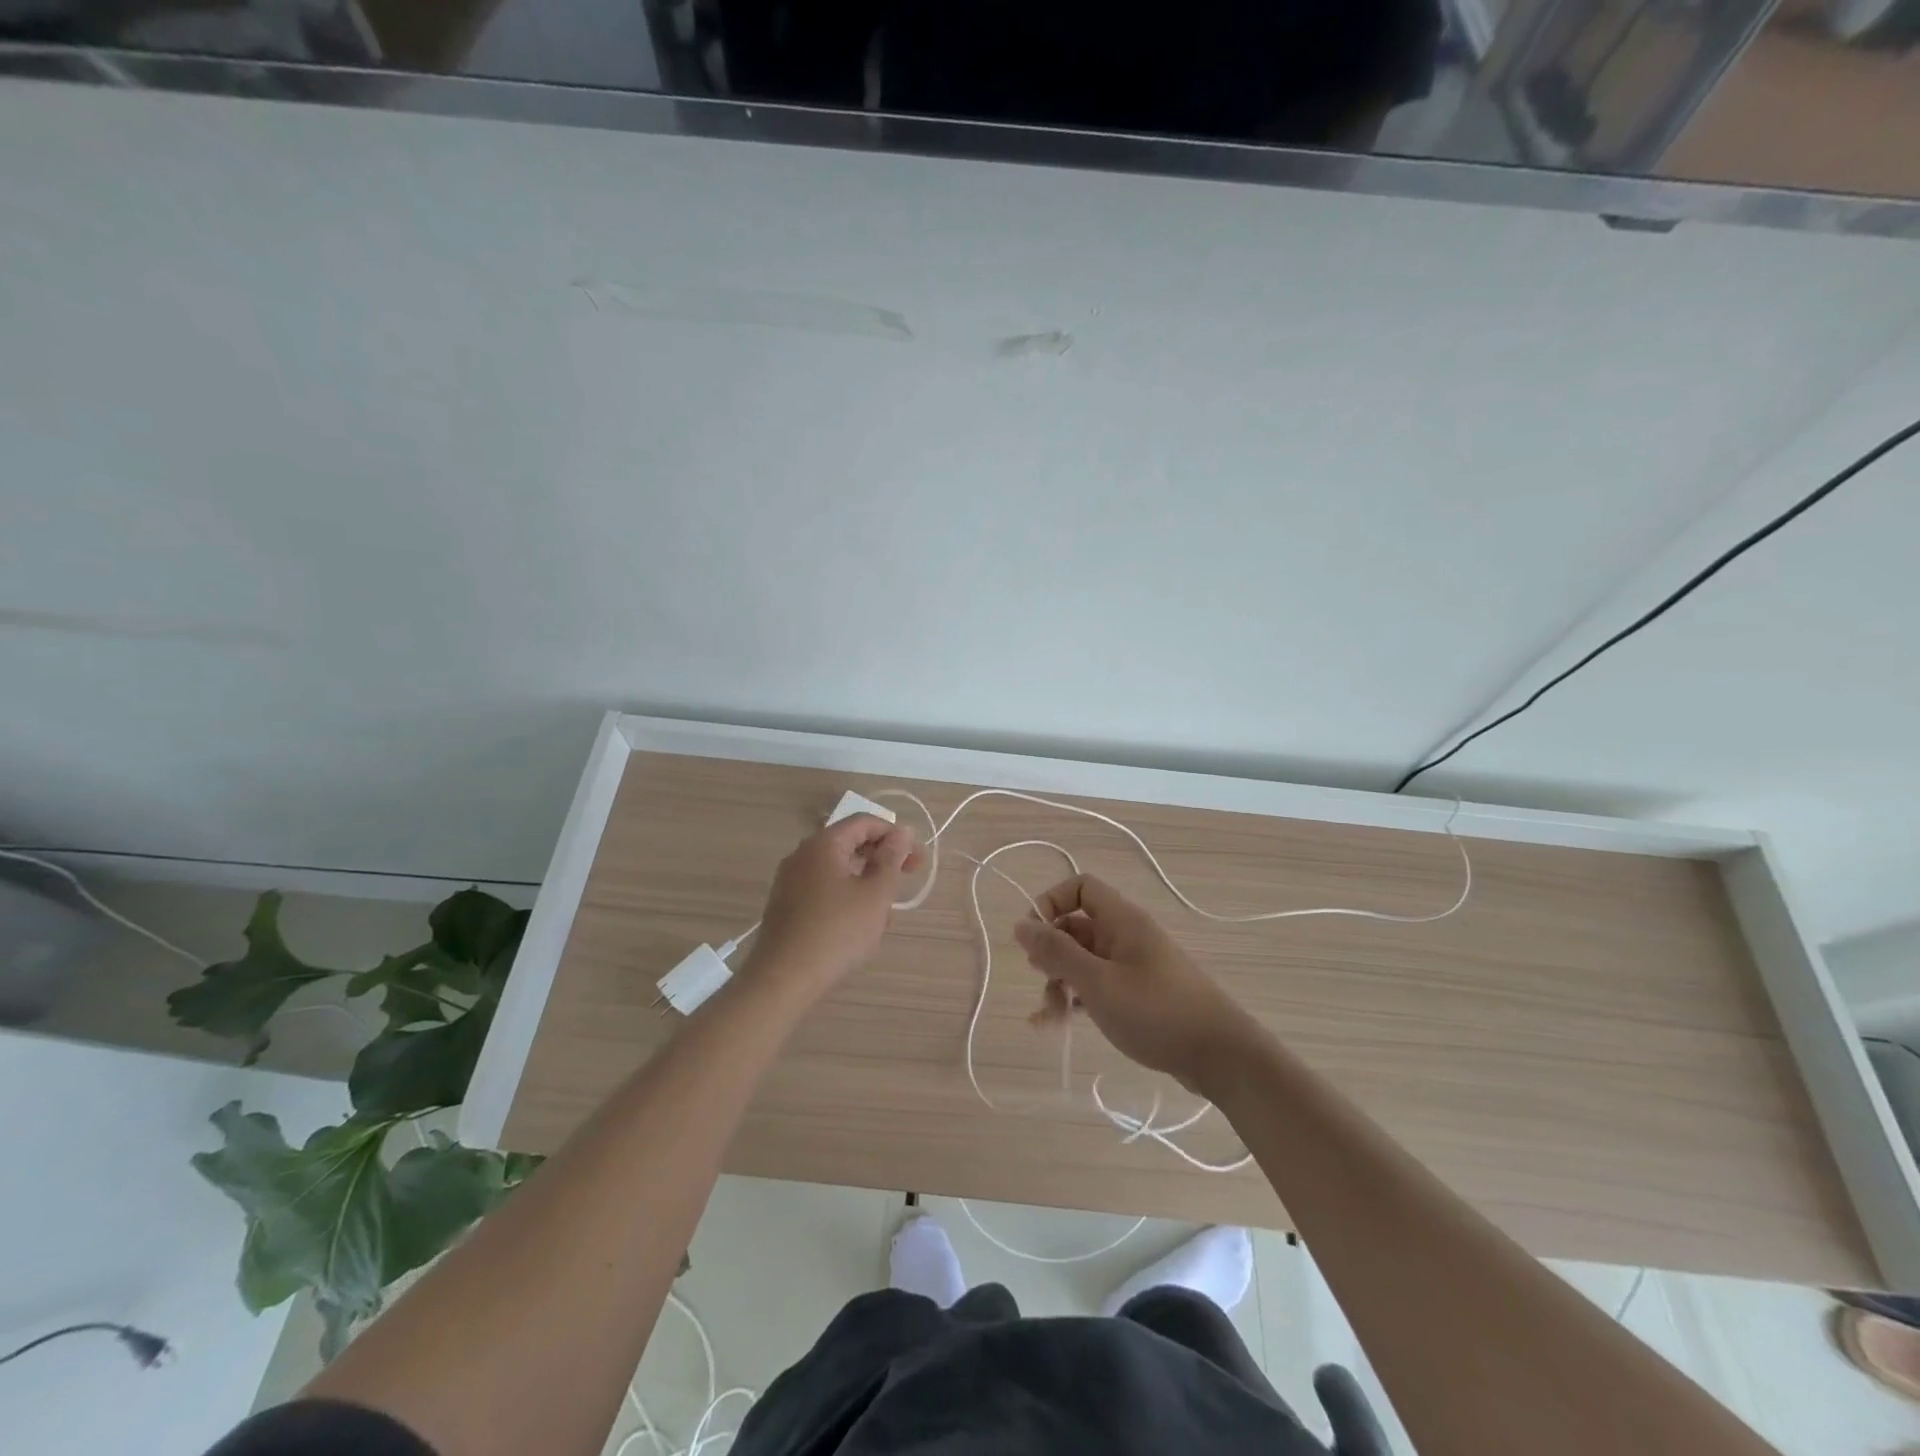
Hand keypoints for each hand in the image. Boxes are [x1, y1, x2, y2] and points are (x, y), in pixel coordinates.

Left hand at [745, 815, 919, 992]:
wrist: (783, 979)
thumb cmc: (837, 931)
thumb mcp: (876, 894)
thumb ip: (892, 859)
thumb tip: (901, 832)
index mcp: (823, 844)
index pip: (864, 822)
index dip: (895, 835)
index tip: (916, 860)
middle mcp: (802, 855)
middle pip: (849, 843)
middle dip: (882, 858)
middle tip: (907, 879)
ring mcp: (790, 880)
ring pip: (838, 869)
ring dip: (866, 882)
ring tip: (884, 914)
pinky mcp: (786, 905)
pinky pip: (823, 889)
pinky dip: (846, 897)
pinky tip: (858, 926)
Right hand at [1013, 875, 1262, 1092]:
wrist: (1221, 1057)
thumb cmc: (1157, 1012)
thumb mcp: (1098, 983)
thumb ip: (1057, 952)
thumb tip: (1021, 924)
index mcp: (1122, 920)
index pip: (1080, 887)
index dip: (1051, 903)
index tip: (1033, 936)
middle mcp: (1127, 935)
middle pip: (1076, 926)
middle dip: (1052, 952)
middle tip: (1041, 979)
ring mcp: (1134, 965)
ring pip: (1084, 959)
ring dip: (1061, 981)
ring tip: (1050, 1017)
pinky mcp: (1139, 994)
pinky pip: (1098, 984)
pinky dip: (1077, 999)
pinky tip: (1060, 1025)